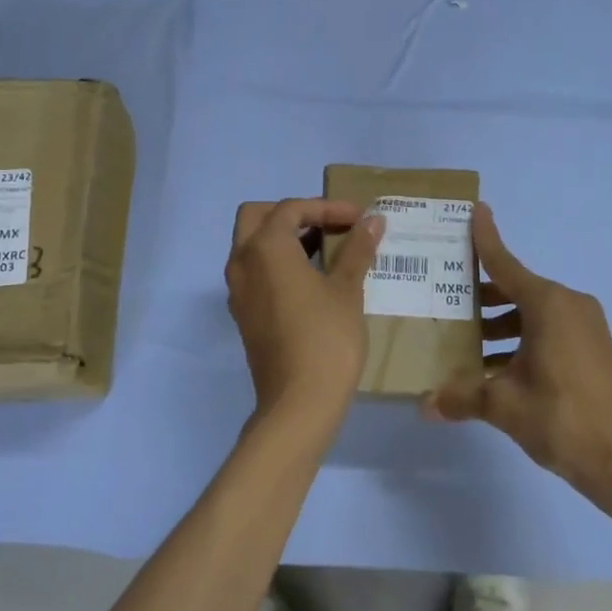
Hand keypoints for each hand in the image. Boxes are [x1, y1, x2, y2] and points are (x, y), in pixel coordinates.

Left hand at [226, 199, 384, 430]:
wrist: (298, 404)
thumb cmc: (326, 338)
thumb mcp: (347, 290)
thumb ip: (357, 249)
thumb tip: (373, 221)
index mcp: (265, 248)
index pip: (292, 208)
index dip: (327, 207)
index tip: (359, 218)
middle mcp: (242, 262)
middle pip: (258, 217)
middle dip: (294, 214)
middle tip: (329, 224)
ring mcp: (238, 291)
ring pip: (254, 245)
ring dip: (286, 238)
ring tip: (328, 249)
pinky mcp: (244, 314)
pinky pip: (256, 272)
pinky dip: (279, 263)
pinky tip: (313, 279)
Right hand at [423, 205, 611, 504]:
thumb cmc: (564, 419)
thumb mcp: (505, 406)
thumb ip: (462, 398)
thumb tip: (424, 405)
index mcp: (548, 304)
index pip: (506, 264)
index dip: (486, 238)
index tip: (475, 209)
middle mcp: (569, 306)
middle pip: (516, 289)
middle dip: (482, 295)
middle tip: (445, 297)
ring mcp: (586, 328)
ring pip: (532, 314)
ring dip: (500, 324)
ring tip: (463, 341)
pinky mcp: (593, 350)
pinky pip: (549, 331)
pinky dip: (522, 340)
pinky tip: (495, 368)